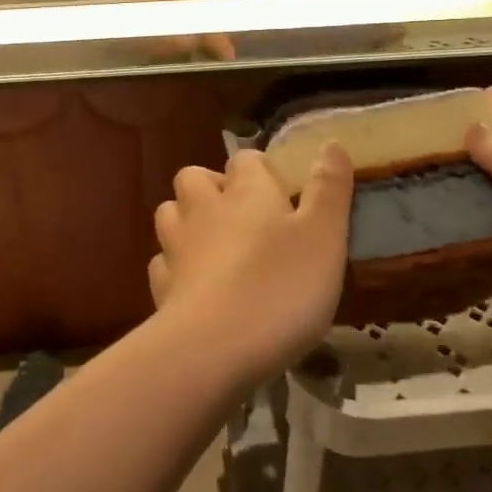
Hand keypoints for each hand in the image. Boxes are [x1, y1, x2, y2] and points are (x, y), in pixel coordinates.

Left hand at [149, 147, 354, 383]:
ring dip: (188, 220)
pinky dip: (176, 265)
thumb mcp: (324, 237)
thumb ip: (328, 189)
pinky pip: (163, 262)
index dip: (261, 169)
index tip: (281, 191)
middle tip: (242, 214)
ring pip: (170, 214)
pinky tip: (195, 284)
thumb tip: (330, 143)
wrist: (213, 347)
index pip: (245, 159)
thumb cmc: (280, 286)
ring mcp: (176, 247)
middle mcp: (204, 208)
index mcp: (245, 191)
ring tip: (214, 244)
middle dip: (212, 187)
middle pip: (194, 178)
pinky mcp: (162, 286)